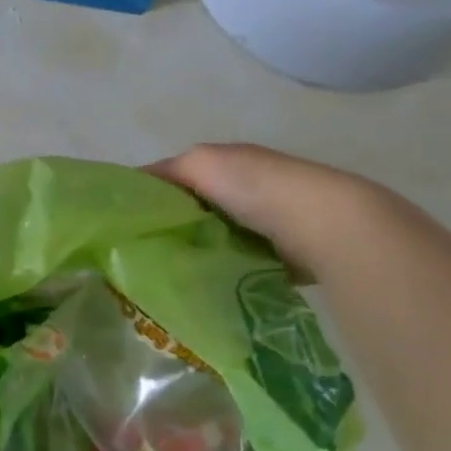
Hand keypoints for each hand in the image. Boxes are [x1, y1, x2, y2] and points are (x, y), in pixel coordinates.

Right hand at [147, 144, 401, 278]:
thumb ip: (165, 172)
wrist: (325, 224)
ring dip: (198, 252)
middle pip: (197, 210)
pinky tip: (206, 287)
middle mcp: (248, 190)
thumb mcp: (199, 164)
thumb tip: (131, 186)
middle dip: (173, 228)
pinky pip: (241, 265)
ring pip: (217, 239)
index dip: (152, 197)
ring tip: (169, 275)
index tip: (126, 224)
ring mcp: (268, 225)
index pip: (179, 178)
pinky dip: (225, 273)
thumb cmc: (256, 186)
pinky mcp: (283, 257)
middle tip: (143, 255)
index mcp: (228, 163)